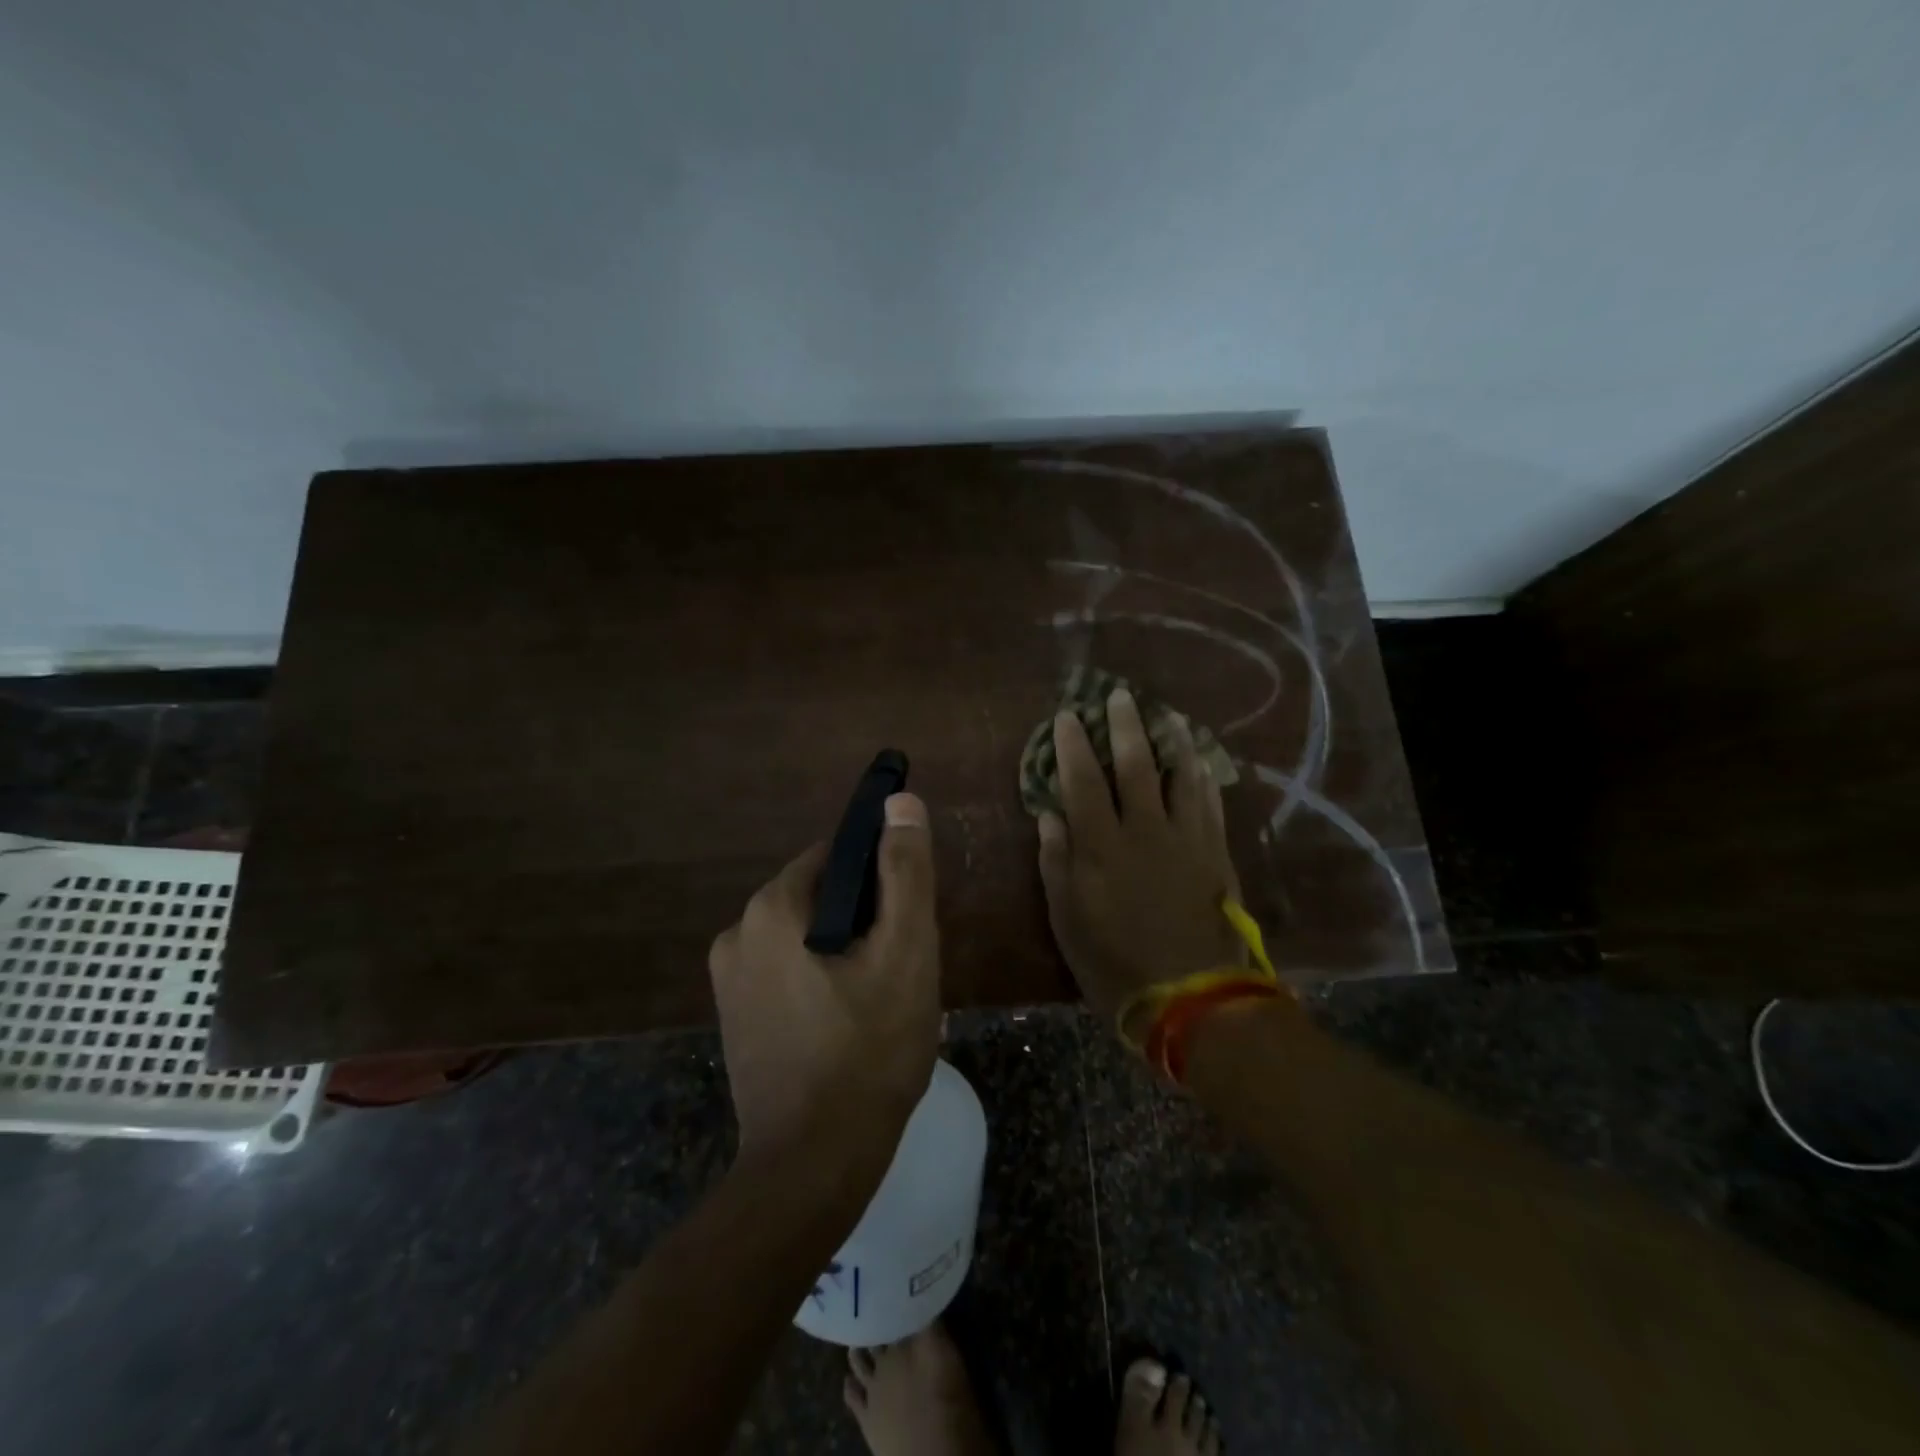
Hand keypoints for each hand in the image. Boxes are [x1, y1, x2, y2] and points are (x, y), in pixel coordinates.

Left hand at [708, 793, 940, 1186]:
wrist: (813, 1167)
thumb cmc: (869, 1052)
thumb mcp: (905, 952)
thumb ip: (905, 871)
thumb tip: (899, 802)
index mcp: (771, 908)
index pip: (837, 856)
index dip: (883, 878)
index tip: (910, 918)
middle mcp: (738, 933)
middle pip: (823, 897)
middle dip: (867, 919)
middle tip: (903, 966)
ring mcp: (730, 980)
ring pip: (808, 937)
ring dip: (848, 952)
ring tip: (884, 1000)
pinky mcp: (736, 1018)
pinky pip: (790, 972)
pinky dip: (823, 980)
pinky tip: (852, 1024)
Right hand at [1037, 689, 1245, 1035]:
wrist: (1191, 998)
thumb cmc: (1115, 963)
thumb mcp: (1068, 921)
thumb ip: (1057, 863)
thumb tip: (1049, 816)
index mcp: (1101, 846)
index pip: (1083, 781)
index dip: (1072, 745)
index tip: (1067, 717)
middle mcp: (1144, 830)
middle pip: (1135, 766)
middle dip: (1125, 727)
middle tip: (1120, 696)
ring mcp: (1186, 839)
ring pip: (1180, 776)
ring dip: (1172, 741)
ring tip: (1168, 715)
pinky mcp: (1215, 853)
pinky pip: (1210, 804)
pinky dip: (1203, 778)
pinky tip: (1200, 763)